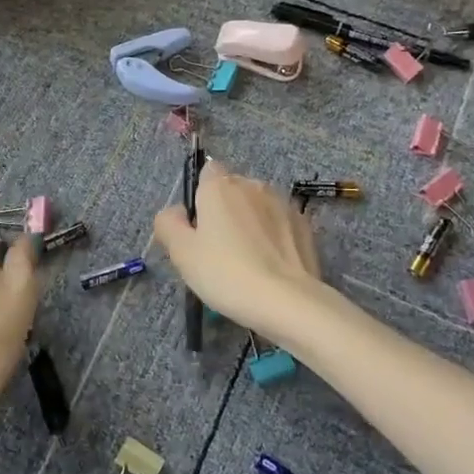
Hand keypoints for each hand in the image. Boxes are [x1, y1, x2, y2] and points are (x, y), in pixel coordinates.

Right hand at [153, 161, 321, 337]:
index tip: (198, 227)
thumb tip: (177, 212)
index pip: (207, 172)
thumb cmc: (225, 273)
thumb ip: (169, 223)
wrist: (287, 301)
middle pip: (233, 190)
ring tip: (249, 261)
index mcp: (220, 186)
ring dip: (251, 223)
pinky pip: (280, 224)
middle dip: (226, 211)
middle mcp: (253, 185)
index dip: (200, 196)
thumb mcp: (181, 252)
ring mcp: (283, 203)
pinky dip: (273, 237)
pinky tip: (271, 266)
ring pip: (258, 207)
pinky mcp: (305, 225)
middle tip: (219, 250)